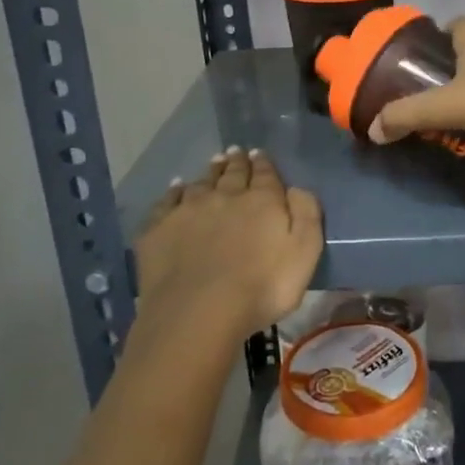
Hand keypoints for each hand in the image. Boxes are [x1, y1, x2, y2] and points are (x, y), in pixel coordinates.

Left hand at [133, 148, 321, 346]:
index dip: (263, 163)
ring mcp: (188, 210)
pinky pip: (167, 201)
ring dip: (209, 172)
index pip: (264, 174)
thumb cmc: (262, 287)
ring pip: (201, 183)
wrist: (199, 312)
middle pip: (232, 173)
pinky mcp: (159, 229)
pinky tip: (176, 188)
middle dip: (236, 162)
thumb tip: (296, 188)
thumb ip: (306, 214)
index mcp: (262, 201)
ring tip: (213, 163)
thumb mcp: (305, 252)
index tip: (259, 153)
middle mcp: (224, 196)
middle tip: (236, 152)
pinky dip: (174, 192)